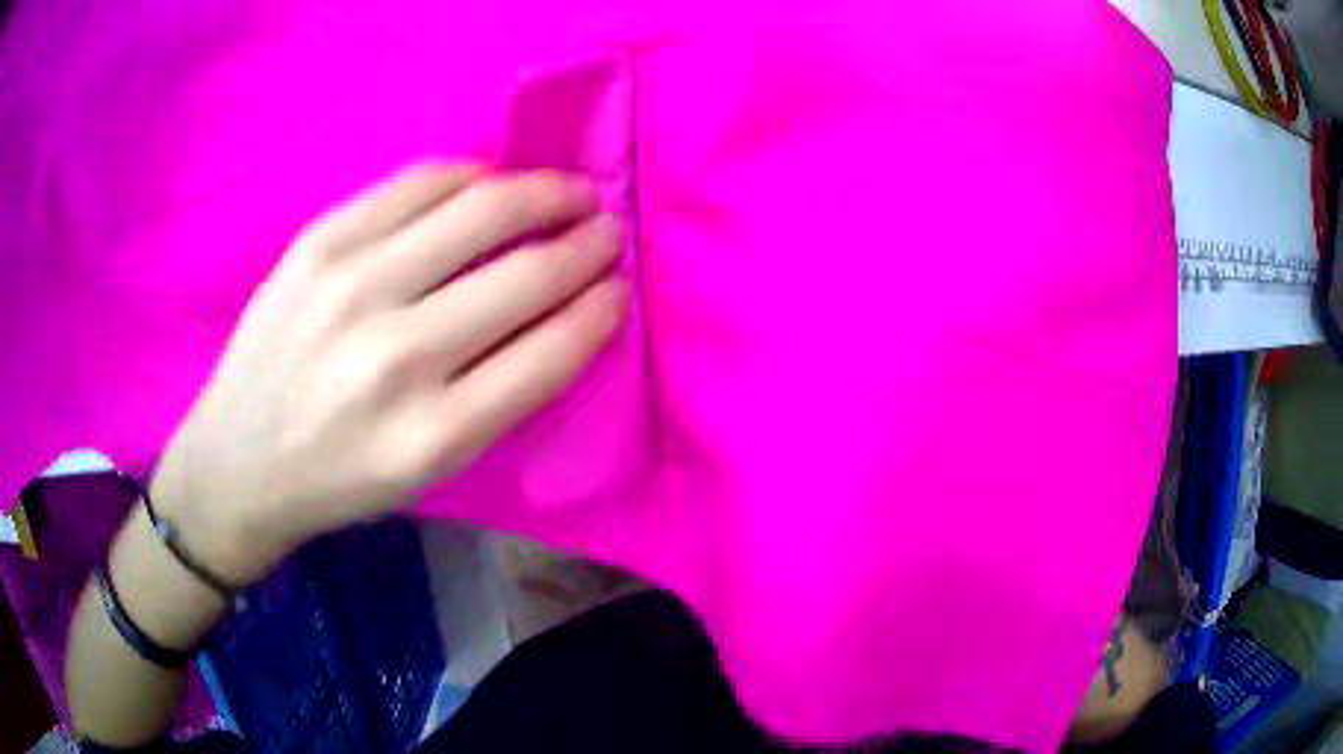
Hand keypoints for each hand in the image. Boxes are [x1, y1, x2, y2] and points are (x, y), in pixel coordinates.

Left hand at [149, 165, 626, 585]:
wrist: (236, 462)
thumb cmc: (338, 479)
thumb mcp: (428, 472)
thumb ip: (500, 396)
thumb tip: (565, 311)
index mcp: (432, 436)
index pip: (550, 352)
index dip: (599, 310)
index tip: (618, 287)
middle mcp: (394, 357)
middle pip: (525, 274)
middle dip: (587, 245)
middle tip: (606, 230)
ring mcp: (350, 286)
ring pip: (480, 210)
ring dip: (545, 193)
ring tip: (570, 192)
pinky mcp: (318, 242)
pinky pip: (419, 183)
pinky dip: (472, 176)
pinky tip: (492, 182)